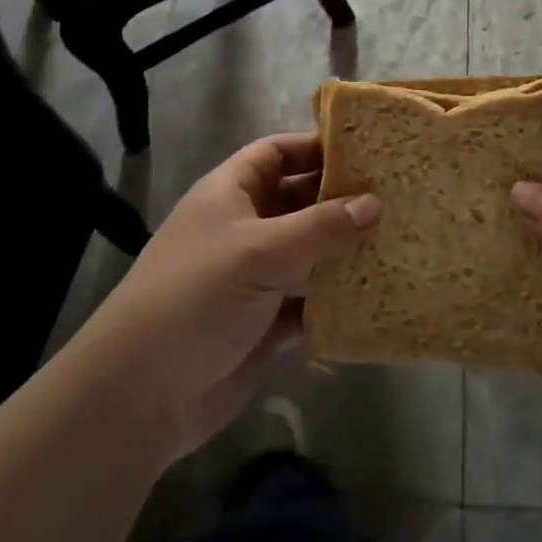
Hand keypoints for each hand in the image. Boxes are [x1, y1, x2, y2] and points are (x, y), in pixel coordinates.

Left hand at [82, 133, 378, 462]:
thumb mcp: (260, 250)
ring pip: (310, 252)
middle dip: (341, 198)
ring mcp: (256, 277)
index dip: (315, 147)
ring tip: (399, 239)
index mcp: (231, 194)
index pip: (276, 153)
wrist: (141, 394)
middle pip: (299, 201)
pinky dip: (338, 298)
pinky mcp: (267, 323)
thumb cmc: (196, 296)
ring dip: (346, 250)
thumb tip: (375, 203)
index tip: (365, 150)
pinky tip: (378, 293)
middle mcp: (245, 228)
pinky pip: (311, 301)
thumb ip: (321, 226)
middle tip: (396, 194)